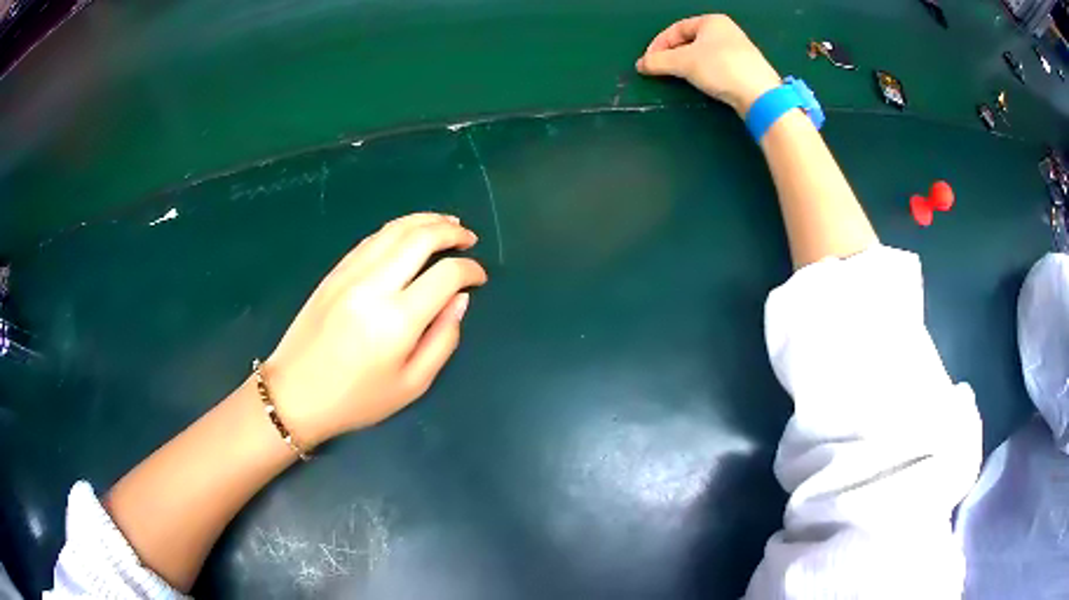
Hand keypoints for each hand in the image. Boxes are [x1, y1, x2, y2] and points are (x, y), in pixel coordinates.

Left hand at [262, 213, 487, 445]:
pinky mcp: (334, 272)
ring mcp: (350, 273)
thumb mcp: (412, 384)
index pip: (445, 274)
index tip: (479, 277)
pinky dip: (396, 230)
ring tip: (446, 223)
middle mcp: (374, 285)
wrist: (295, 394)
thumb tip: (459, 299)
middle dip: (451, 231)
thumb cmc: (357, 399)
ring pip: (394, 229)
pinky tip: (408, 234)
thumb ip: (443, 339)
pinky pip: (371, 239)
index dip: (470, 269)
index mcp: (397, 319)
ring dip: (425, 220)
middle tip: (468, 238)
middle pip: (420, 238)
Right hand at [636, 14, 781, 115]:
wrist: (759, 94)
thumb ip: (658, 61)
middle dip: (673, 55)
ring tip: (679, 77)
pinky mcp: (745, 69)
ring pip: (703, 55)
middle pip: (689, 41)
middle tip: (661, 69)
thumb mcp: (683, 62)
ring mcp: (738, 50)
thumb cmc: (720, 68)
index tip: (649, 61)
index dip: (659, 44)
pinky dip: (704, 73)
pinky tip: (702, 83)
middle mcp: (726, 31)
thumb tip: (641, 65)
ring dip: (687, 65)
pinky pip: (716, 66)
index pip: (676, 29)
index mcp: (712, 21)